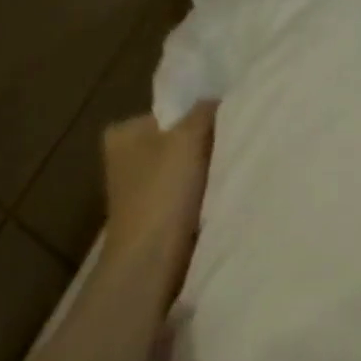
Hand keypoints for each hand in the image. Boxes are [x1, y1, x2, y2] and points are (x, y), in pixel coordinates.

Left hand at [100, 102, 216, 299]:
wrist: (151, 261)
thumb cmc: (164, 192)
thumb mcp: (188, 137)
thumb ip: (204, 111)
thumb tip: (218, 100)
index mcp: (123, 132)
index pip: (173, 111)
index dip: (202, 115)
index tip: (230, 122)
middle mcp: (126, 157)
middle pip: (180, 139)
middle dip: (206, 143)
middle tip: (236, 143)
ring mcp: (139, 189)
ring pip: (186, 167)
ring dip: (207, 169)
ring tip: (232, 169)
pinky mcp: (155, 215)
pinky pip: (188, 192)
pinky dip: (204, 193)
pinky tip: (222, 194)